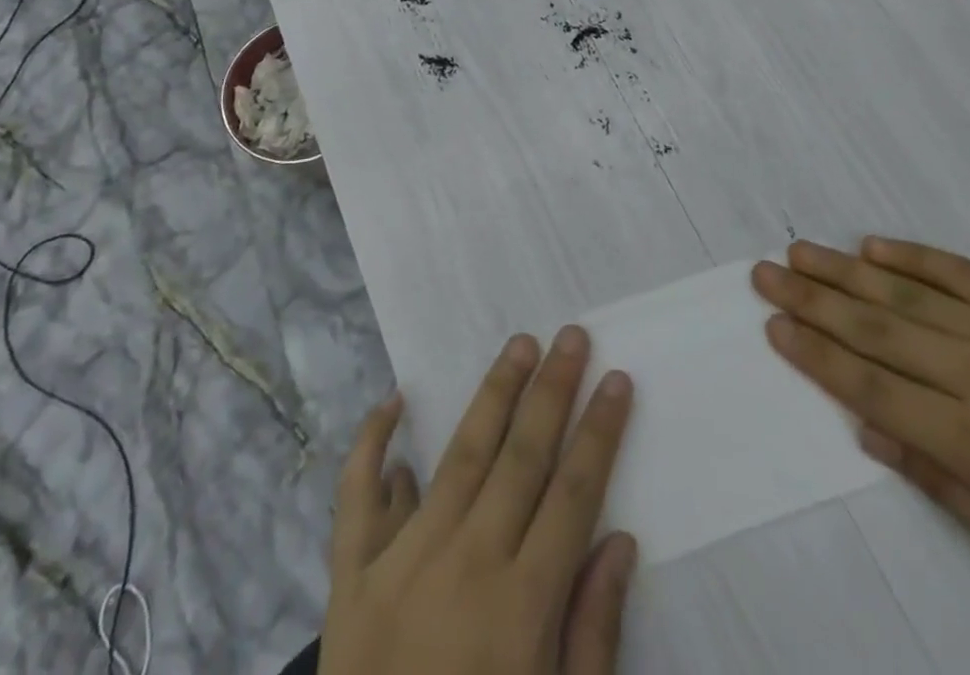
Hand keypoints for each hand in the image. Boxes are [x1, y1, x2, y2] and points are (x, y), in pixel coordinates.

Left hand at [320, 328, 638, 674]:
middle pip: (521, 456)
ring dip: (493, 394)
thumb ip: (592, 633)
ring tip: (519, 345)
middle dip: (552, 390)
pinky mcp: (351, 576)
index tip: (617, 379)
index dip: (600, 431)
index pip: (574, 492)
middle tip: (571, 335)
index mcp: (521, 605)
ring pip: (460, 455)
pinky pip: (358, 496)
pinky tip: (393, 401)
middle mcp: (466, 564)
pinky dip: (371, 444)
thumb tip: (619, 539)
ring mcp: (403, 561)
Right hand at [752, 238, 969, 612]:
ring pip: (905, 294)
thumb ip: (941, 484)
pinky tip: (874, 247)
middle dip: (811, 300)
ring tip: (799, 251)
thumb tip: (869, 430)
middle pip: (874, 329)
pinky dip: (913, 258)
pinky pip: (961, 274)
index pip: (869, 385)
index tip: (774, 326)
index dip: (815, 355)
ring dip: (845, 272)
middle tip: (764, 273)